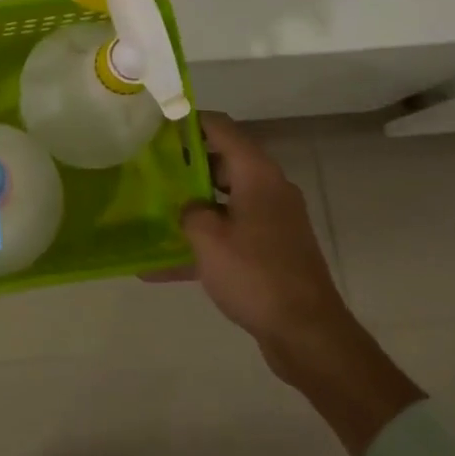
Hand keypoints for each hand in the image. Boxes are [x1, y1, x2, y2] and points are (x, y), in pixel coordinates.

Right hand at [175, 113, 348, 379]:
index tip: (157, 126)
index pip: (222, 129)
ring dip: (191, 206)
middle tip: (147, 170)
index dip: (190, 122)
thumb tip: (189, 209)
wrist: (307, 333)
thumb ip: (189, 211)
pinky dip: (201, 245)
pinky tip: (159, 267)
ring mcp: (272, 222)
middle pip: (223, 163)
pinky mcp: (271, 252)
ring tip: (150, 210)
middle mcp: (268, 190)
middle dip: (185, 166)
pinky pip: (229, 236)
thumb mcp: (207, 237)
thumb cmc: (255, 274)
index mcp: (257, 175)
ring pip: (224, 201)